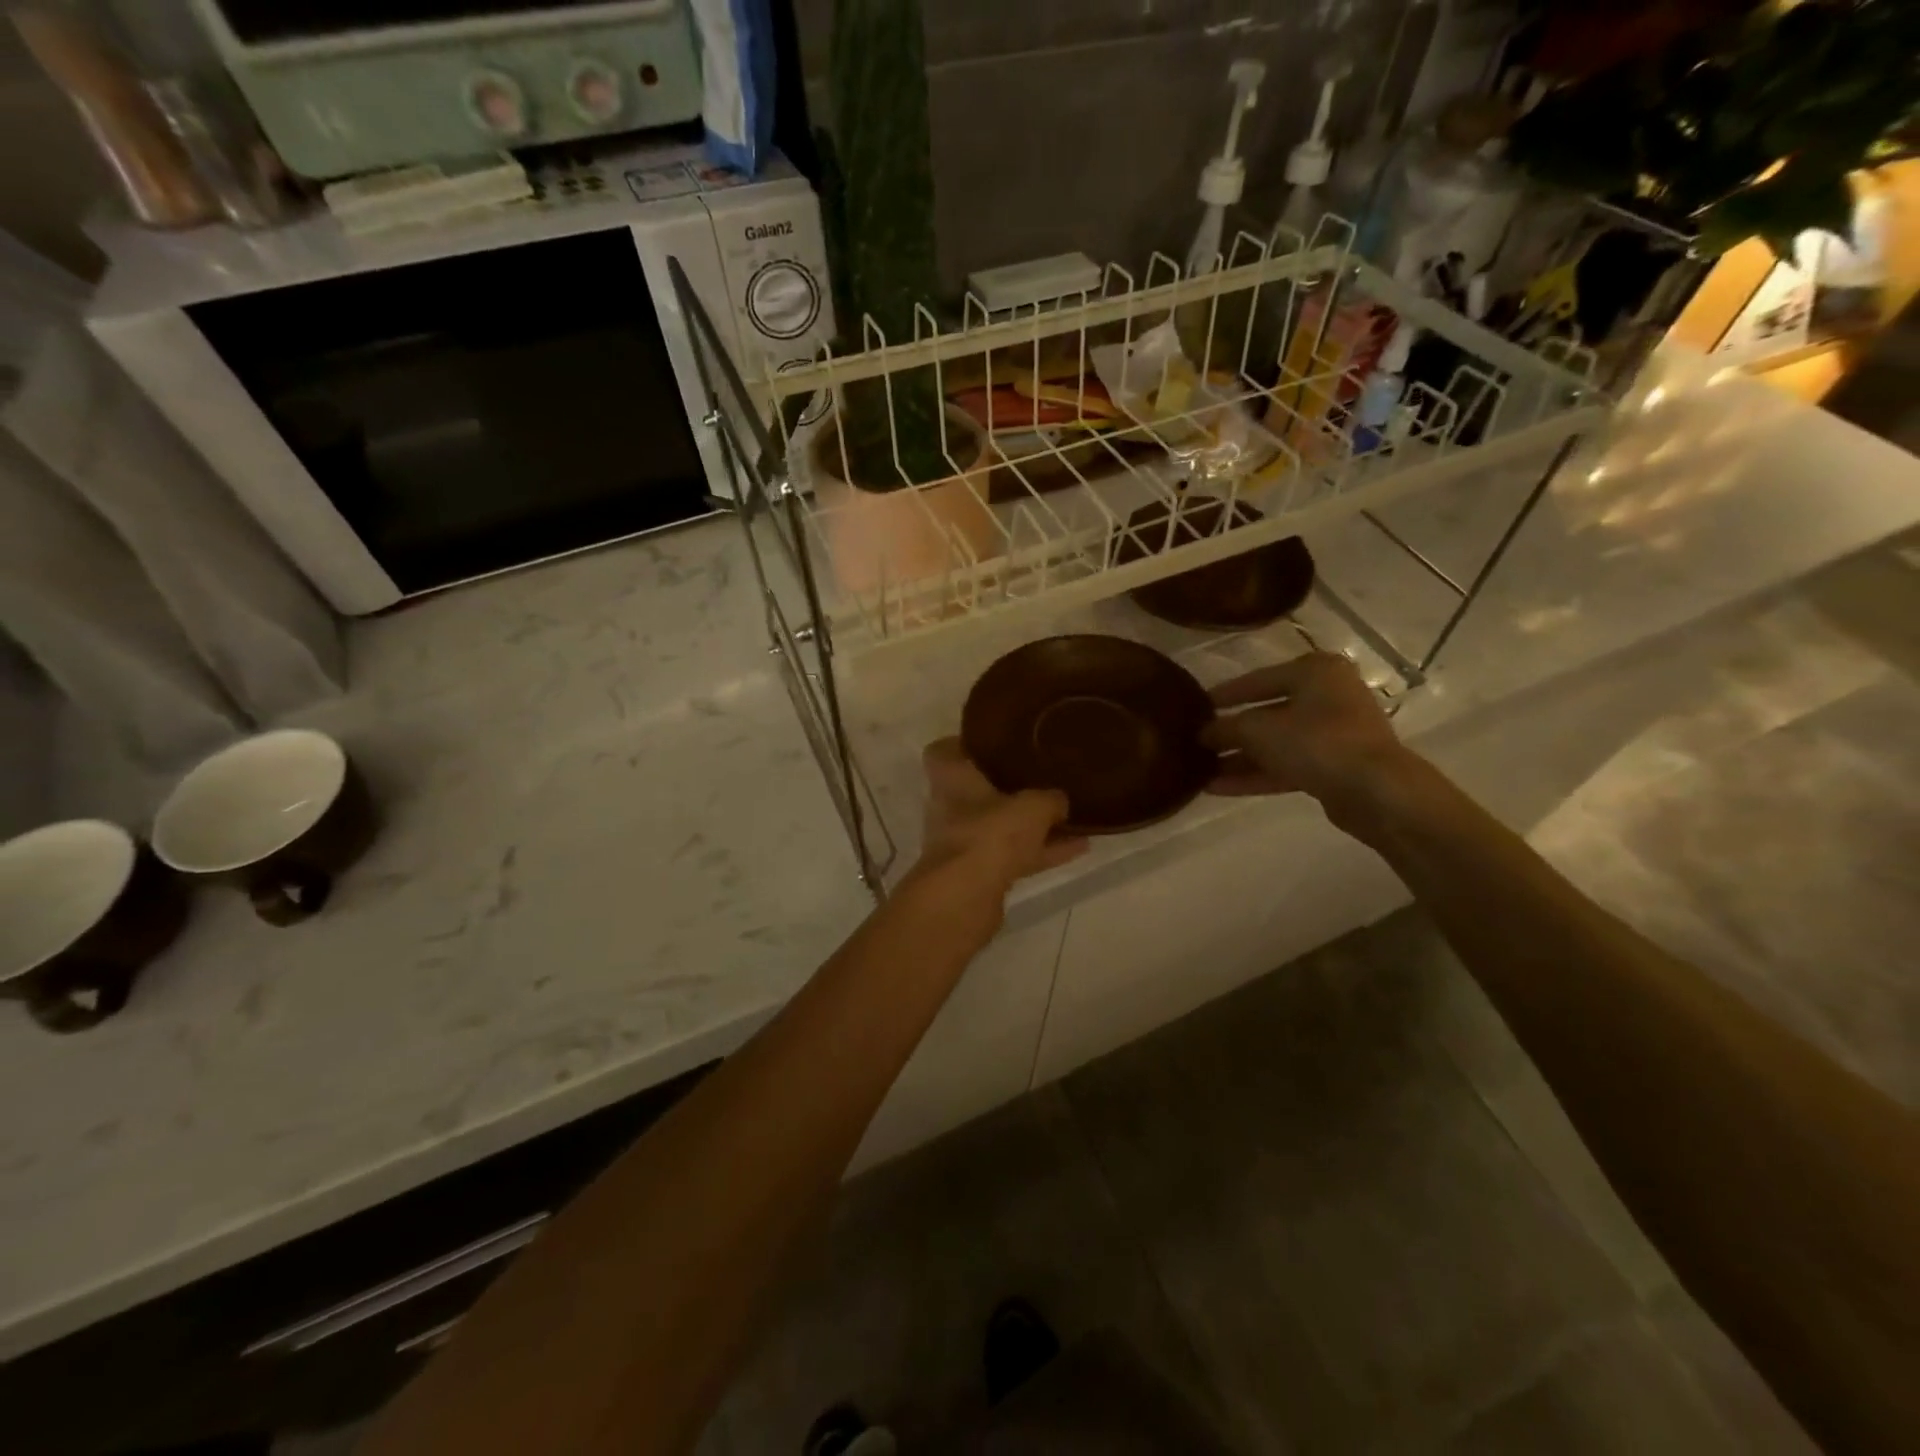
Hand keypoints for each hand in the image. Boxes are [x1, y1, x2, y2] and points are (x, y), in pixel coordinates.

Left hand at [916, 739, 1087, 895]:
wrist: (965, 898)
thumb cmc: (990, 834)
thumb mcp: (1033, 806)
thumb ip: (1050, 799)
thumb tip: (1060, 800)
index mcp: (951, 779)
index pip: (943, 751)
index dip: (963, 745)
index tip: (991, 743)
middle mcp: (950, 807)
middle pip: (976, 790)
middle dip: (1007, 787)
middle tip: (1039, 776)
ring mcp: (963, 843)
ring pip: (999, 826)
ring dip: (1031, 824)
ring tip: (1071, 816)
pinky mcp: (977, 874)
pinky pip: (1014, 855)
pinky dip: (1041, 852)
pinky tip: (1078, 848)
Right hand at [1201, 653, 1412, 825]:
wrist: (1375, 791)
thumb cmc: (1316, 742)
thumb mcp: (1258, 730)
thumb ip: (1226, 728)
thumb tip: (1203, 732)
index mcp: (1315, 672)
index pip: (1258, 679)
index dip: (1224, 695)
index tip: (1195, 706)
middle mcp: (1327, 696)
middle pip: (1267, 713)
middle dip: (1231, 733)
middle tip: (1197, 743)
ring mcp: (1334, 733)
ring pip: (1276, 743)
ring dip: (1240, 758)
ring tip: (1202, 770)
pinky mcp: (1334, 766)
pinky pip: (1287, 765)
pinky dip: (1257, 774)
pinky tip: (1218, 788)